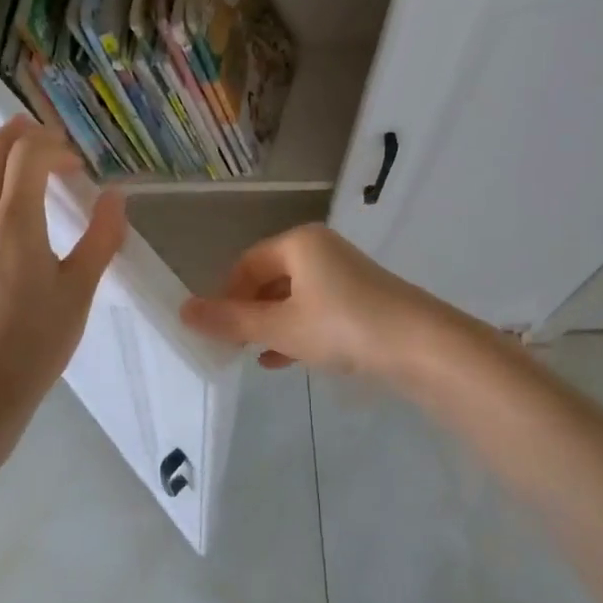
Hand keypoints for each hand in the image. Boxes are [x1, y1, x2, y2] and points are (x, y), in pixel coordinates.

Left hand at [0, 117, 126, 404]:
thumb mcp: (81, 289)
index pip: (27, 157)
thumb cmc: (38, 340)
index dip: (53, 147)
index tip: (76, 164)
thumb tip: (116, 196)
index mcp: (16, 223)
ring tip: (15, 149)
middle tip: (47, 136)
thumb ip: (101, 236)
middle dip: (20, 134)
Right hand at [179, 224, 445, 383]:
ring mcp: (344, 274)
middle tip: (234, 346)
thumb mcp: (280, 326)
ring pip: (294, 297)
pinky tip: (285, 359)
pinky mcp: (362, 298)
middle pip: (271, 278)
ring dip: (272, 324)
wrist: (419, 344)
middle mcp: (321, 249)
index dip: (227, 294)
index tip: (217, 330)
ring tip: (255, 355)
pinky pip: (317, 309)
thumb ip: (232, 320)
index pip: (247, 263)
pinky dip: (298, 330)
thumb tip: (183, 310)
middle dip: (250, 312)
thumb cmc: (342, 326)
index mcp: (299, 243)